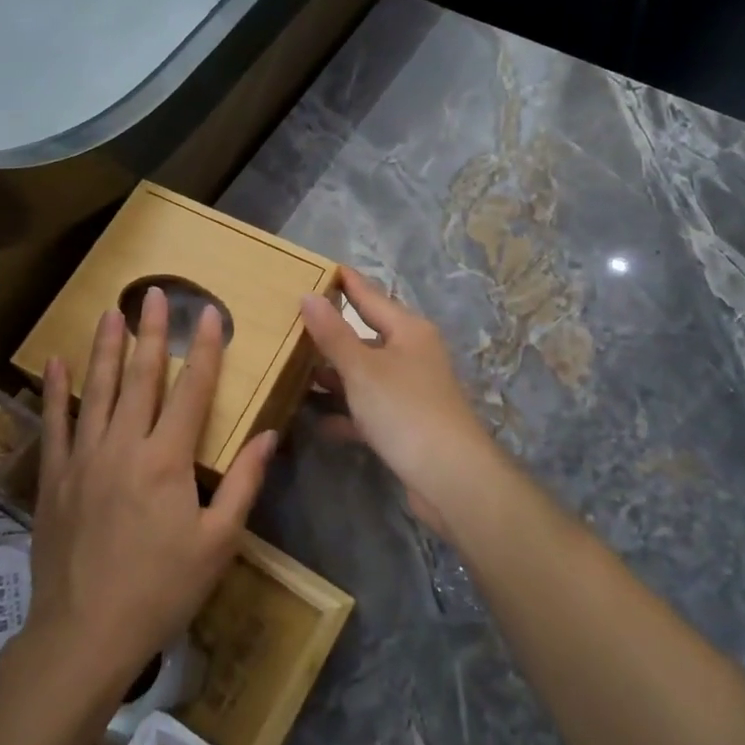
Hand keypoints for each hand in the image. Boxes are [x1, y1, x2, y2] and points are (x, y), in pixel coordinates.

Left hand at [26, 288, 273, 691]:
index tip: (211, 313)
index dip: (205, 350)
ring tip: (112, 311)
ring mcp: (83, 458)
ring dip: (106, 347)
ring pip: (98, 390)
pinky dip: (56, 391)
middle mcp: (123, 446)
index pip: (192, 390)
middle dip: (152, 332)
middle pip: (141, 377)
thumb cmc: (161, 589)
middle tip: (156, 293)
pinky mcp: (54, 478)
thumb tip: (270, 435)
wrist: (84, 635)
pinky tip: (56, 362)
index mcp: (167, 459)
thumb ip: (243, 483)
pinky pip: (55, 424)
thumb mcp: (218, 542)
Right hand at [300, 268, 515, 536]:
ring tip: (296, 367)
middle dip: (333, 331)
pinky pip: (368, 410)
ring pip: (365, 374)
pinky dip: (346, 413)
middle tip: (294, 318)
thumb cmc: (405, 410)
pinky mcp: (406, 425)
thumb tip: (308, 295)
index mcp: (408, 331)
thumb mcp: (362, 368)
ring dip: (336, 374)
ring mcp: (411, 391)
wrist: (450, 477)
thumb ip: (333, 333)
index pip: (371, 296)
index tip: (320, 267)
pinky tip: (317, 421)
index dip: (346, 282)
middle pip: (367, 335)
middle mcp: (413, 355)